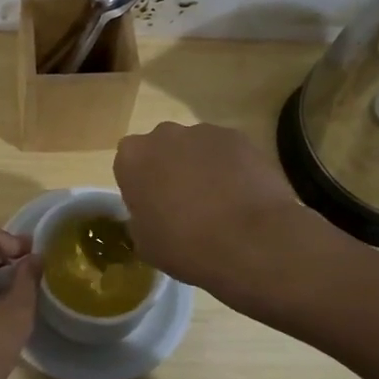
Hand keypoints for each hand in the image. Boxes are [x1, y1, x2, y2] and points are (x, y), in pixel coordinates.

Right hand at [113, 122, 313, 299]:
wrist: (250, 241)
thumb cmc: (185, 246)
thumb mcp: (145, 243)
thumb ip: (140, 218)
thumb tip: (151, 214)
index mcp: (132, 158)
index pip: (128, 165)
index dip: (141, 186)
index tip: (153, 208)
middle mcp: (163, 135)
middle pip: (161, 149)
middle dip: (169, 169)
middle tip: (184, 204)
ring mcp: (203, 132)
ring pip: (195, 148)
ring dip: (200, 167)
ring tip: (219, 203)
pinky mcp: (238, 138)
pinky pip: (226, 151)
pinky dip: (230, 168)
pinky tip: (241, 196)